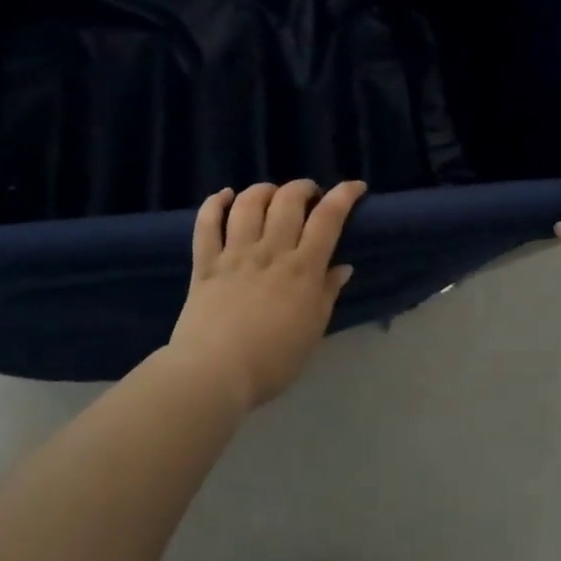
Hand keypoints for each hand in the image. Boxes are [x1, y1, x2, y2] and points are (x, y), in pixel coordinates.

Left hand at [169, 178, 366, 408]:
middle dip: (303, 188)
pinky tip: (224, 196)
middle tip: (309, 196)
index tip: (355, 186)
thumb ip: (327, 294)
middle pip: (288, 200)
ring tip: (271, 195)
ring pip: (249, 203)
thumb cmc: (272, 362)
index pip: (328, 218)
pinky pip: (206, 223)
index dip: (344, 195)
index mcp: (302, 269)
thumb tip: (343, 267)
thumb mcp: (313, 332)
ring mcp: (235, 254)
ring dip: (263, 190)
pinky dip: (214, 203)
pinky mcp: (205, 263)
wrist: (214, 374)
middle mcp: (270, 251)